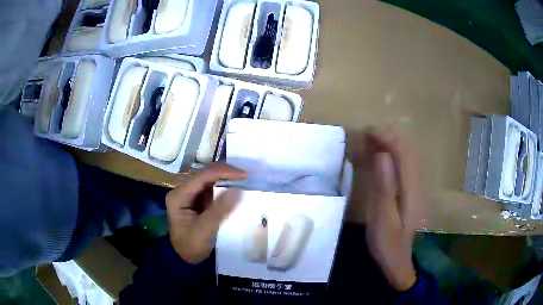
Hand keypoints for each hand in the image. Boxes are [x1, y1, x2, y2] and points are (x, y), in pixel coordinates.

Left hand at [166, 163, 246, 263]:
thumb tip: (238, 189)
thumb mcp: (205, 230)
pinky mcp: (198, 200)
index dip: (224, 172)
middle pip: (205, 174)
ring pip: (210, 179)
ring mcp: (190, 194)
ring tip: (245, 180)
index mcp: (179, 195)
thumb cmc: (192, 246)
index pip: (202, 176)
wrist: (185, 258)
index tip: (245, 175)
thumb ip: (220, 209)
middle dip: (226, 173)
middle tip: (247, 176)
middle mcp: (183, 190)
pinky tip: (237, 187)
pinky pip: (213, 188)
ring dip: (227, 178)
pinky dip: (225, 187)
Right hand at [356, 129, 425, 290]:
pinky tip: (378, 158)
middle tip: (364, 134)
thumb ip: (384, 187)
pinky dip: (389, 157)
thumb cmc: (388, 244)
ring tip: (368, 141)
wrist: (398, 261)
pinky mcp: (410, 192)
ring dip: (387, 145)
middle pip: (406, 151)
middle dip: (386, 137)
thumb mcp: (383, 219)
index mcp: (411, 189)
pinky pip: (401, 167)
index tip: (367, 131)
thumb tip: (383, 155)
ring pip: (405, 157)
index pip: (403, 153)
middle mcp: (417, 183)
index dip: (386, 137)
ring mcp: (415, 187)